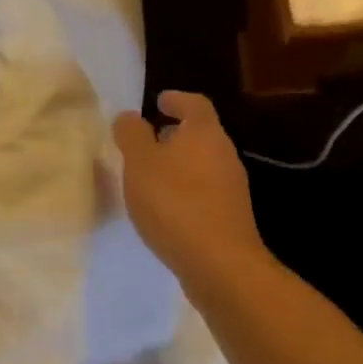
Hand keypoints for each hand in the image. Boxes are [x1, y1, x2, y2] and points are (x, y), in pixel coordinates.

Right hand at [113, 91, 263, 285]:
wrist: (219, 264)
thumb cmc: (175, 202)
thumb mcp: (140, 162)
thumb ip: (131, 135)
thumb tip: (129, 117)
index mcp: (205, 132)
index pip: (194, 103)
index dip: (176, 99)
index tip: (158, 101)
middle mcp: (224, 153)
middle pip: (200, 133)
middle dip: (174, 133)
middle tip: (147, 139)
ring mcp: (232, 187)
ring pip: (202, 163)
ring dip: (178, 164)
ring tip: (150, 176)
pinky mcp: (231, 216)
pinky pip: (204, 190)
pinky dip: (185, 189)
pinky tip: (165, 207)